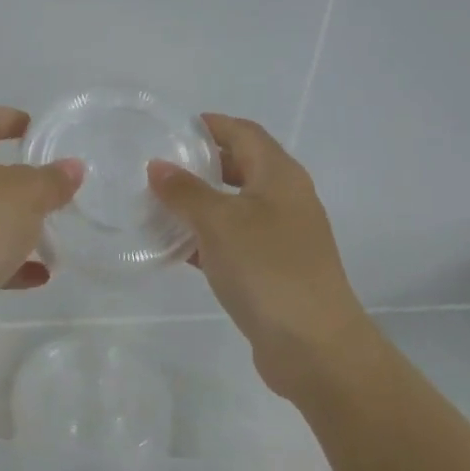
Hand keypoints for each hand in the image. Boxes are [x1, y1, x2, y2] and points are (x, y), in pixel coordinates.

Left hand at [0, 104, 84, 347]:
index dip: (8, 117)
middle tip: (54, 185)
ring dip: (18, 224)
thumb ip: (52, 180)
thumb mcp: (26, 194)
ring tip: (55, 233)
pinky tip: (42, 274)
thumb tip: (72, 167)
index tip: (36, 130)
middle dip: (19, 178)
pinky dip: (11, 263)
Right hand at [147, 114, 366, 400]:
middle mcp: (285, 199)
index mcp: (280, 175)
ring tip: (156, 204)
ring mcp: (281, 236)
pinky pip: (233, 240)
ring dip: (199, 203)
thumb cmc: (267, 269)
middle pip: (241, 166)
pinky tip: (174, 247)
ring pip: (234, 206)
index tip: (170, 129)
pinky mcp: (272, 269)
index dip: (210, 125)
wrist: (313, 345)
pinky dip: (205, 237)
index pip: (243, 132)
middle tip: (157, 167)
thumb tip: (158, 166)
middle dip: (200, 163)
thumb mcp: (219, 222)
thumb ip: (185, 191)